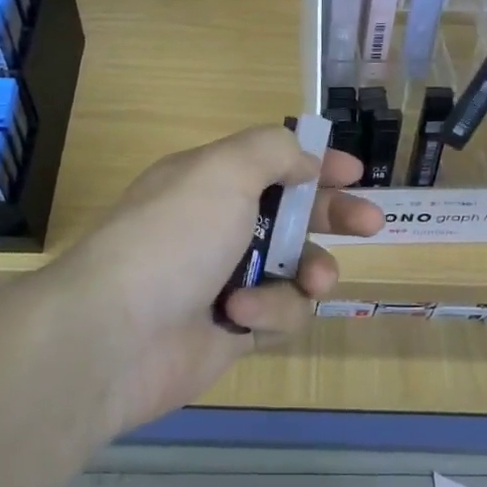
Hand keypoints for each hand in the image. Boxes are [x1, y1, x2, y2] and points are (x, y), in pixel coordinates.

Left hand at [48, 126, 383, 437]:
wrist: (116, 335)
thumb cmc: (174, 237)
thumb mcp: (223, 171)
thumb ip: (272, 151)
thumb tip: (304, 161)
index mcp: (212, 182)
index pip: (273, 162)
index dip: (316, 163)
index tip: (354, 173)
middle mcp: (219, 226)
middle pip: (293, 215)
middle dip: (334, 217)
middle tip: (370, 223)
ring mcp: (226, 279)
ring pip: (296, 269)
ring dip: (308, 272)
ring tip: (310, 281)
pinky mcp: (233, 329)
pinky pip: (279, 314)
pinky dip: (268, 313)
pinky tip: (239, 317)